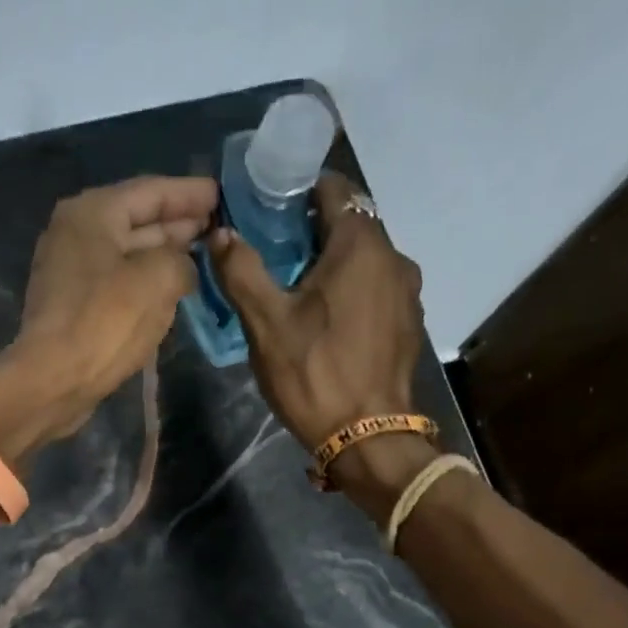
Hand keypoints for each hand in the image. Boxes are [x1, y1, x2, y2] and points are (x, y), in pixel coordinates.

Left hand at [8, 175, 218, 435]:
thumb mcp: (159, 278)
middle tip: (217, 225)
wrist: (54, 380)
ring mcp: (70, 270)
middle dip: (178, 222)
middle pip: (137, 219)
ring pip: (128, 252)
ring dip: (164, 253)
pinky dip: (146, 280)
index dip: (191, 193)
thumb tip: (184, 266)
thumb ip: (182, 258)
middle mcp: (76, 232)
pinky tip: (173, 287)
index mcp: (92, 212)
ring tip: (203, 254)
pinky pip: (118, 280)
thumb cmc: (106, 321)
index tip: (222, 196)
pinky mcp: (73, 304)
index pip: (152, 191)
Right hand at [205, 172, 425, 451]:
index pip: (333, 190)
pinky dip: (351, 291)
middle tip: (273, 256)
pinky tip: (327, 321)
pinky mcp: (408, 323)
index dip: (297, 194)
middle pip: (350, 225)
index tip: (267, 212)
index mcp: (361, 245)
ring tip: (297, 291)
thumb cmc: (314, 372)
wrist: (368, 436)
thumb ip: (241, 271)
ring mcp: (407, 292)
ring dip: (333, 265)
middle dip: (312, 232)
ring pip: (364, 260)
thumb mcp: (266, 322)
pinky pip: (376, 289)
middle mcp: (394, 257)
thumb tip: (220, 233)